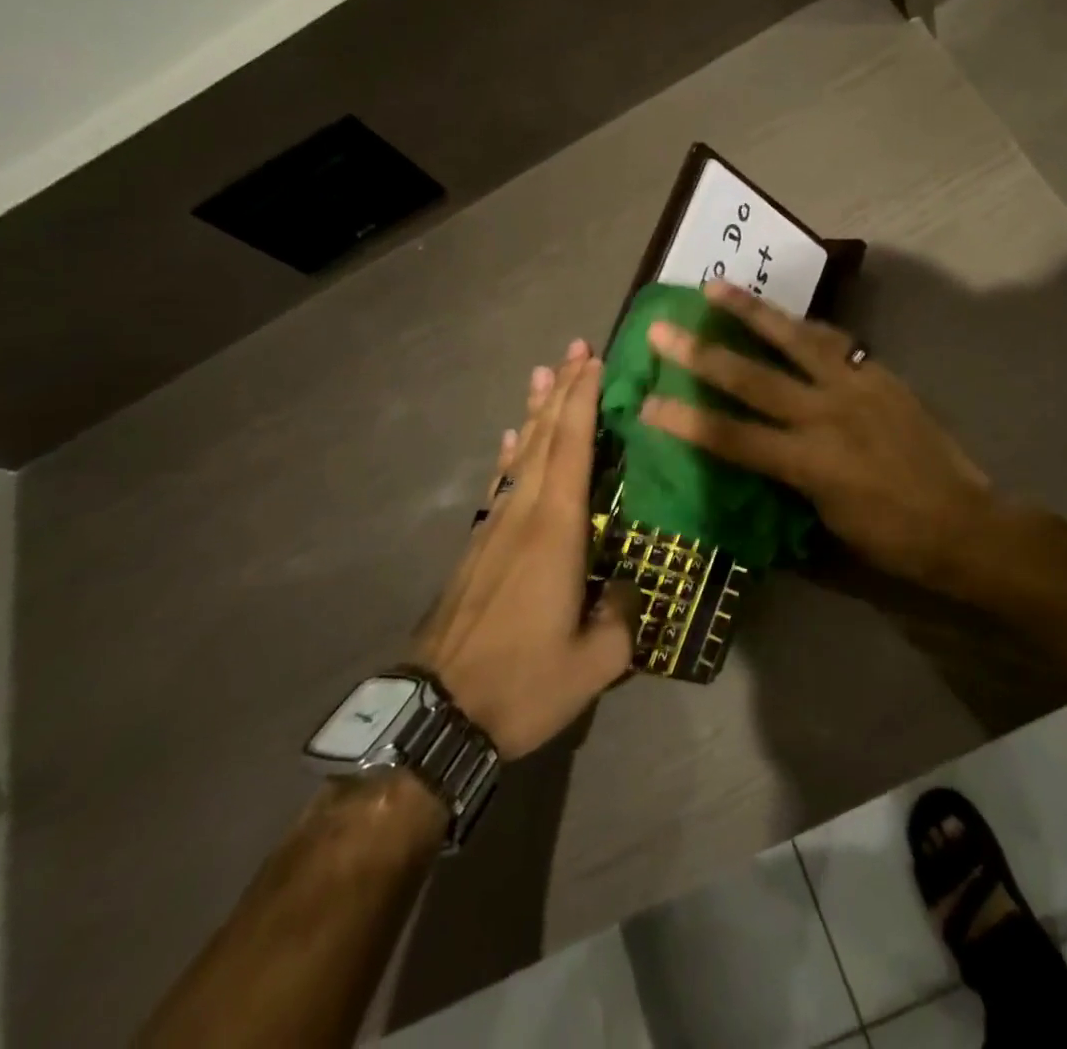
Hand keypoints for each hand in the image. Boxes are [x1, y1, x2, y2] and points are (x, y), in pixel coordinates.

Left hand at [412, 342, 636, 758]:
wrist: (437, 716)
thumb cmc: (521, 683)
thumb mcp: (595, 663)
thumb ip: (623, 618)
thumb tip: (629, 589)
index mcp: (556, 530)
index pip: (573, 449)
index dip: (583, 401)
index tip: (594, 362)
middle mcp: (523, 515)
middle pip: (545, 439)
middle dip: (562, 391)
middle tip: (576, 350)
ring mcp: (494, 528)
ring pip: (521, 456)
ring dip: (535, 413)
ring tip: (543, 375)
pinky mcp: (477, 547)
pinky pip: (501, 484)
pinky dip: (511, 455)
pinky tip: (512, 441)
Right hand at [639, 281, 995, 591]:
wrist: (963, 523)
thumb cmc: (891, 538)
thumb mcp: (826, 523)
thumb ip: (787, 482)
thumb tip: (760, 455)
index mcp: (808, 463)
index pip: (731, 437)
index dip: (684, 420)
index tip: (645, 403)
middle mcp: (826, 415)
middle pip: (752, 379)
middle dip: (701, 354)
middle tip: (662, 329)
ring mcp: (855, 387)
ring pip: (794, 339)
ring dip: (751, 312)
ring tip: (716, 286)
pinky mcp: (878, 374)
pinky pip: (833, 342)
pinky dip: (803, 326)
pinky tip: (784, 315)